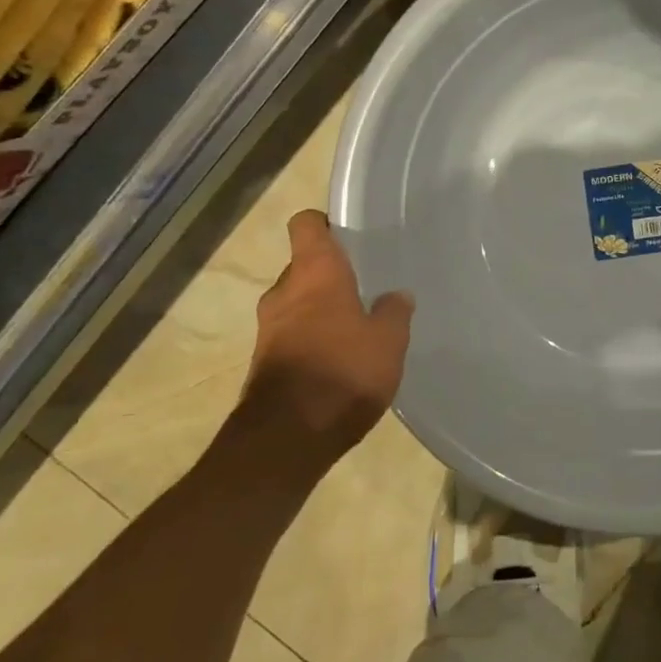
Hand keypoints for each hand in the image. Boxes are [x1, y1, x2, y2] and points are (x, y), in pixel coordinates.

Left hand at [233, 210, 413, 470]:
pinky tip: (339, 359)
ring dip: (320, 310)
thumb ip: (394, 312)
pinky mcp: (264, 361)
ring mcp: (268, 328)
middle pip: (303, 266)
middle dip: (330, 274)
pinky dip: (312, 338)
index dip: (325, 223)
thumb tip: (396, 295)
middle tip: (365, 286)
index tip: (348, 232)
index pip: (306, 224)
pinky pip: (292, 335)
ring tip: (356, 326)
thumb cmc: (343, 373)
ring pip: (297, 303)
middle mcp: (284, 291)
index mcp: (314, 272)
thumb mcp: (388, 341)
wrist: (286, 438)